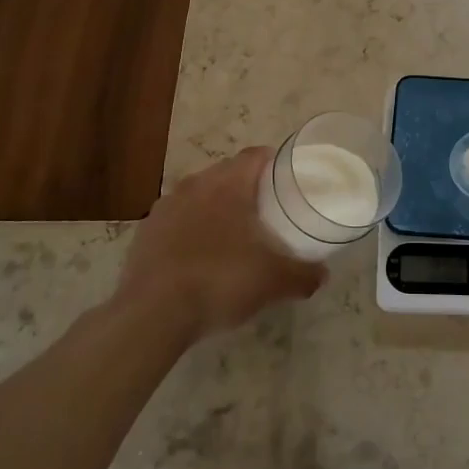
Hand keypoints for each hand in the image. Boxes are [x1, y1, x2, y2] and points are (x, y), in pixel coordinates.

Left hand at [116, 147, 325, 341]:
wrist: (153, 314)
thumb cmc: (220, 281)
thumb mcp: (274, 281)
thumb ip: (304, 274)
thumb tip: (322, 275)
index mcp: (228, 184)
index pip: (256, 155)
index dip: (275, 163)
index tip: (288, 180)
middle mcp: (195, 185)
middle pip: (227, 173)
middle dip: (247, 187)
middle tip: (266, 211)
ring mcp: (165, 207)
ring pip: (199, 196)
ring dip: (216, 208)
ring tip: (232, 235)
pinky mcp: (145, 232)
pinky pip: (176, 221)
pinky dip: (190, 230)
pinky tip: (199, 257)